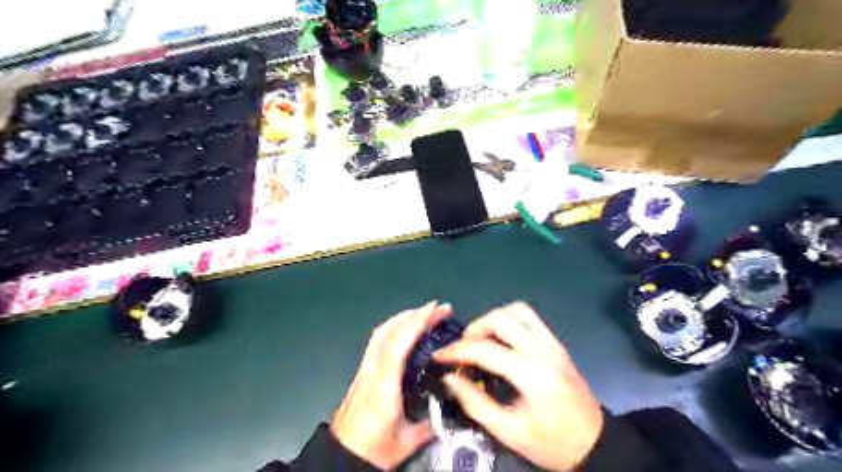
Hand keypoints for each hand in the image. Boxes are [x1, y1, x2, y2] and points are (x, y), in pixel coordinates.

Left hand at [331, 302, 454, 468]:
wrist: (339, 458)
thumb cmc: (372, 450)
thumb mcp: (406, 442)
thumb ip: (429, 422)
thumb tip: (448, 405)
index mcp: (383, 387)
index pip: (397, 345)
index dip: (416, 323)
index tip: (435, 309)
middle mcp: (371, 371)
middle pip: (388, 332)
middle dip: (414, 315)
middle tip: (438, 309)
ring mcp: (363, 369)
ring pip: (380, 333)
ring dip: (403, 318)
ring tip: (423, 313)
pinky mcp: (361, 372)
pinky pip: (377, 341)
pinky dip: (394, 328)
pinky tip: (405, 330)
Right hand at [434, 302, 604, 471]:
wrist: (595, 443)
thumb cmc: (551, 443)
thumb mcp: (509, 432)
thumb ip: (475, 402)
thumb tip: (450, 378)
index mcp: (531, 373)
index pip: (485, 349)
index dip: (456, 351)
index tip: (439, 356)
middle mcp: (542, 349)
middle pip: (500, 318)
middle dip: (474, 329)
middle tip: (463, 348)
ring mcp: (552, 342)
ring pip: (516, 310)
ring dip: (493, 319)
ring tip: (481, 339)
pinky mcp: (556, 342)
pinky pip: (529, 317)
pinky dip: (509, 319)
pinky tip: (501, 338)